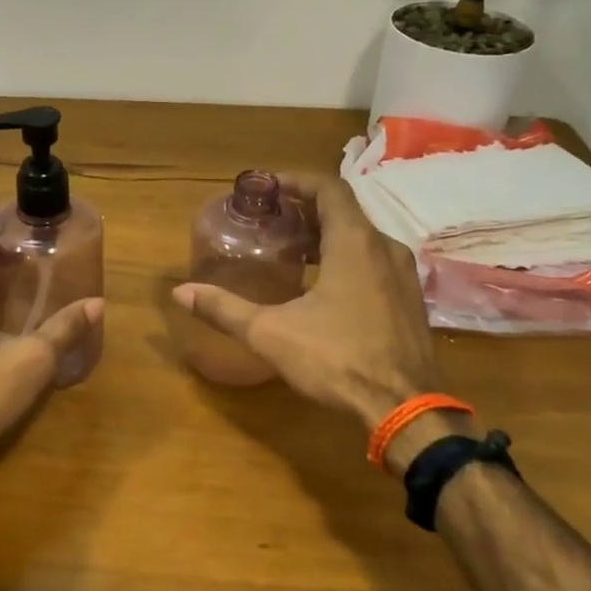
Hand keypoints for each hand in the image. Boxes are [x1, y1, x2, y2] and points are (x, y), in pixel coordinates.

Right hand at [174, 173, 453, 447]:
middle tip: (270, 220)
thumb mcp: (271, 333)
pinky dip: (345, 258)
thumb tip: (180, 293)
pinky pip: (374, 261)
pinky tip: (321, 286)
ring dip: (326, 236)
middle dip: (305, 210)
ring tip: (290, 251)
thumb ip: (224, 309)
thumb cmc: (338, 360)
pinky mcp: (410, 300)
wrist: (406, 409)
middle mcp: (384, 248)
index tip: (266, 187)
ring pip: (361, 238)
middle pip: (344, 212)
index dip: (296, 181)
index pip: (328, 188)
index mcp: (355, 243)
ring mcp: (403, 275)